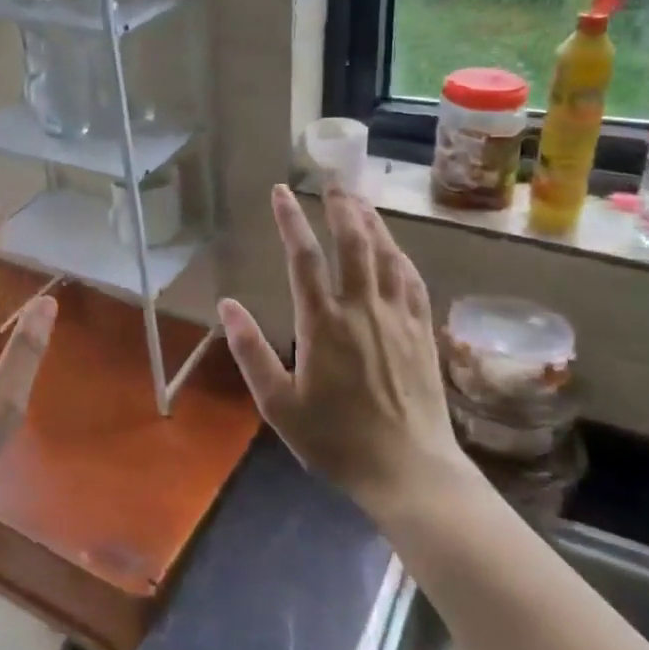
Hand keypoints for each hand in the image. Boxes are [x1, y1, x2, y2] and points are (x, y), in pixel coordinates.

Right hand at [218, 185, 469, 515]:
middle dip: (341, 205)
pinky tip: (394, 248)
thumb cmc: (336, 440)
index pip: (303, 257)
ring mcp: (398, 317)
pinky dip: (400, 254)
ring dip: (372, 221)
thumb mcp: (279, 405)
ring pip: (386, 254)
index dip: (291, 219)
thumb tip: (226, 305)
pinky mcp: (422, 331)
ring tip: (360, 199)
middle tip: (332, 180)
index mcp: (323, 323)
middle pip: (353, 242)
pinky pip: (412, 279)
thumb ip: (250, 352)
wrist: (409, 470)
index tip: (282, 191)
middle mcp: (362, 308)